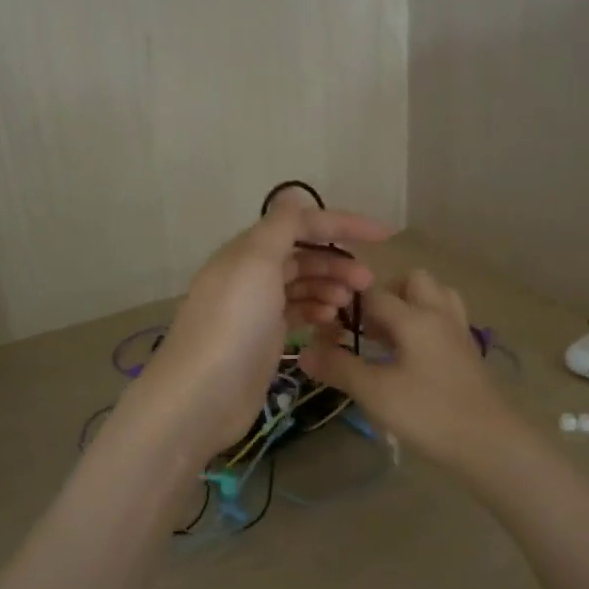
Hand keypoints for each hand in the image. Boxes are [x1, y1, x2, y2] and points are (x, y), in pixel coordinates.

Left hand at [133, 194, 389, 461]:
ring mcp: (257, 309)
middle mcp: (251, 274)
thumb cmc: (234, 323)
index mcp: (248, 250)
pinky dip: (317, 310)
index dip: (343, 224)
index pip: (301, 223)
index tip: (385, 236)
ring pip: (303, 285)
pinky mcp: (263, 339)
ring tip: (352, 303)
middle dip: (338, 262)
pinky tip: (331, 320)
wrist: (203, 394)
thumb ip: (280, 226)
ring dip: (330, 286)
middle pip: (304, 255)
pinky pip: (298, 313)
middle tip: (367, 282)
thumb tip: (295, 194)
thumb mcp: (256, 262)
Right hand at [298, 268, 521, 469]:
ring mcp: (458, 332)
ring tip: (390, 338)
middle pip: (413, 281)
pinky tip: (412, 356)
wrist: (489, 443)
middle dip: (386, 295)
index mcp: (415, 317)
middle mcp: (439, 314)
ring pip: (435, 297)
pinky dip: (426, 325)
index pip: (374, 293)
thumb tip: (303, 352)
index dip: (348, 304)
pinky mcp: (468, 352)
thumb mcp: (375, 393)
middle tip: (367, 329)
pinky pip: (445, 320)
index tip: (328, 325)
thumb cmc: (429, 413)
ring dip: (411, 306)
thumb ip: (339, 368)